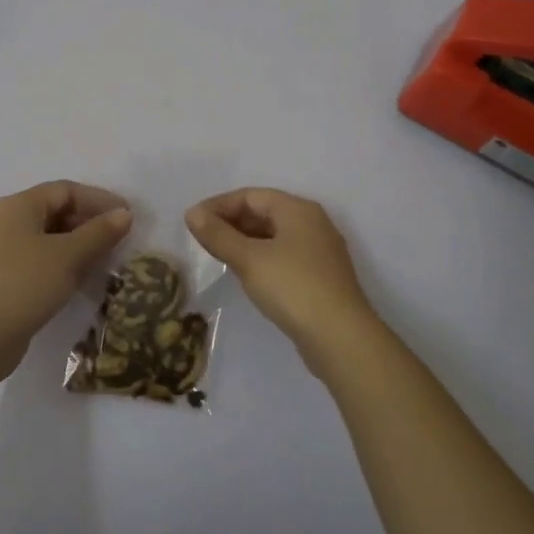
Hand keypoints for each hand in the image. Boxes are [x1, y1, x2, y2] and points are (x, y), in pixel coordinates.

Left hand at [0, 181, 132, 378]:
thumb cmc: (24, 285)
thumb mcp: (68, 256)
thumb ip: (99, 233)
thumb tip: (125, 214)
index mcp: (19, 206)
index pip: (66, 190)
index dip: (99, 199)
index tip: (128, 215)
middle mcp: (6, 221)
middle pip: (55, 211)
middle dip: (89, 222)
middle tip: (119, 239)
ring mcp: (1, 251)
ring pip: (48, 237)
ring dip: (78, 244)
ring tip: (106, 259)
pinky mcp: (2, 278)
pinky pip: (39, 259)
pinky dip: (63, 263)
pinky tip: (80, 279)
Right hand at [185, 188, 379, 372]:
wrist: (341, 338)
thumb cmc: (292, 287)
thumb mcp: (249, 259)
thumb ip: (218, 235)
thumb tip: (192, 213)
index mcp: (298, 209)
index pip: (251, 196)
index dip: (219, 205)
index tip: (192, 220)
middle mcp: (312, 223)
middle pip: (265, 212)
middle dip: (231, 221)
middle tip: (201, 238)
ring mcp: (320, 251)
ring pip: (275, 235)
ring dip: (245, 240)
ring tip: (218, 254)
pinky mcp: (321, 276)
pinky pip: (284, 255)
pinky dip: (261, 257)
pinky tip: (246, 273)